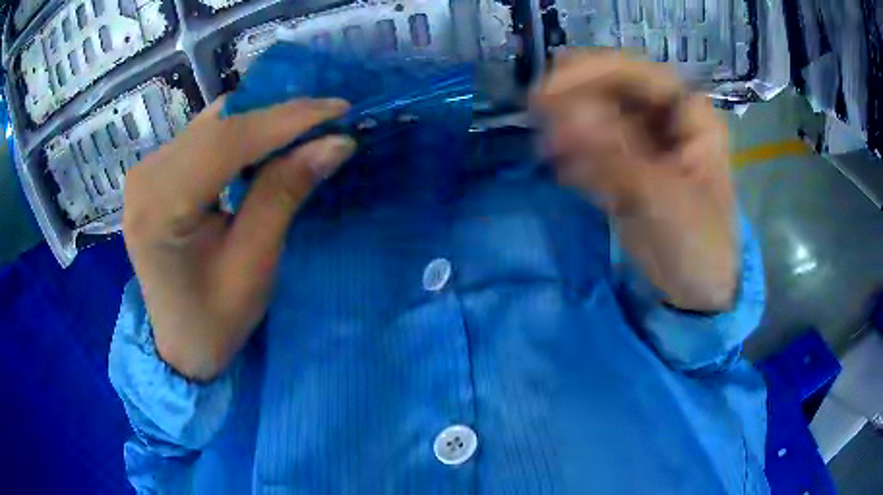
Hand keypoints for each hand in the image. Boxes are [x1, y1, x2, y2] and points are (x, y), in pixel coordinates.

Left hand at [123, 97, 354, 380]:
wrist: (179, 343)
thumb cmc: (214, 320)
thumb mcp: (254, 264)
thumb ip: (285, 194)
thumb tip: (335, 142)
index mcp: (160, 207)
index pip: (226, 141)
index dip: (286, 119)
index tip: (339, 109)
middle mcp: (146, 176)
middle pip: (218, 124)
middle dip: (278, 117)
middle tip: (329, 122)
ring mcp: (147, 170)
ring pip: (213, 123)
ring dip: (262, 122)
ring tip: (306, 130)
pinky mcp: (155, 171)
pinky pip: (204, 135)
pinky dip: (242, 133)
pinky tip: (269, 142)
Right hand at [534, 50, 736, 310]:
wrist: (696, 290)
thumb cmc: (698, 242)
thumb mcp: (662, 198)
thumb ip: (615, 156)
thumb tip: (564, 118)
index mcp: (690, 116)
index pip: (640, 75)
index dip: (596, 71)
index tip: (553, 85)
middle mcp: (666, 120)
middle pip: (615, 90)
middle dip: (576, 96)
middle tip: (537, 108)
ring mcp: (644, 143)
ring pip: (599, 117)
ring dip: (570, 127)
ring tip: (548, 149)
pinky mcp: (626, 168)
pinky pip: (595, 149)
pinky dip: (575, 157)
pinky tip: (564, 174)